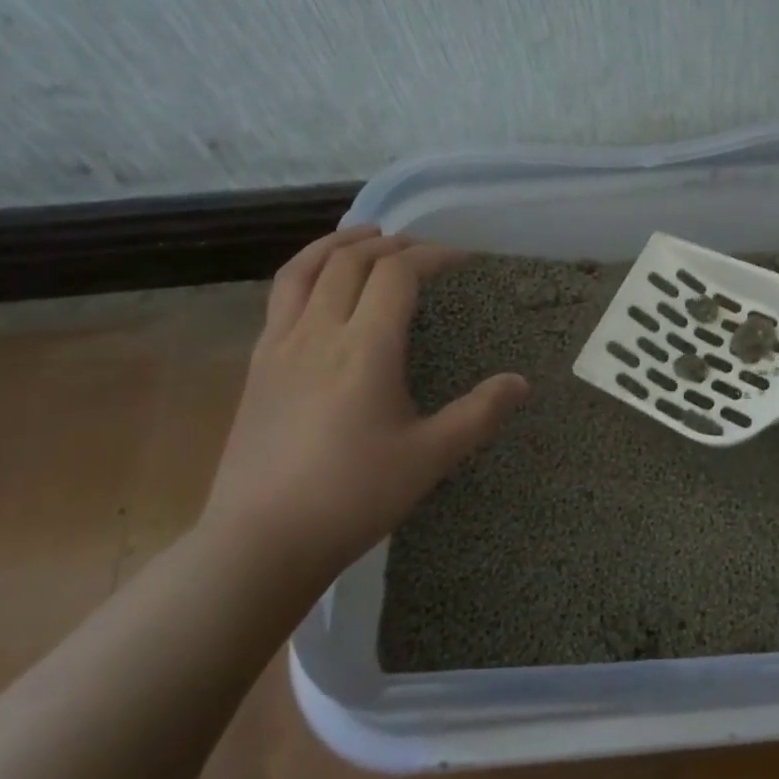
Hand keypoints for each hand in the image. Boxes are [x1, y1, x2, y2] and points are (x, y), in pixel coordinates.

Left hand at [199, 227, 528, 581]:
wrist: (260, 542)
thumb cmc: (353, 497)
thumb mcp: (429, 458)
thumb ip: (479, 414)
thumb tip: (521, 383)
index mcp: (365, 349)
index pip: (397, 274)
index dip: (431, 256)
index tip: (459, 259)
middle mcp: (319, 332)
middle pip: (351, 260)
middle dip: (391, 244)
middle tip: (420, 249)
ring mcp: (280, 346)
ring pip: (306, 269)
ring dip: (340, 243)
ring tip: (365, 236)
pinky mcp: (257, 366)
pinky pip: (281, 296)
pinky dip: (308, 270)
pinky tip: (320, 287)